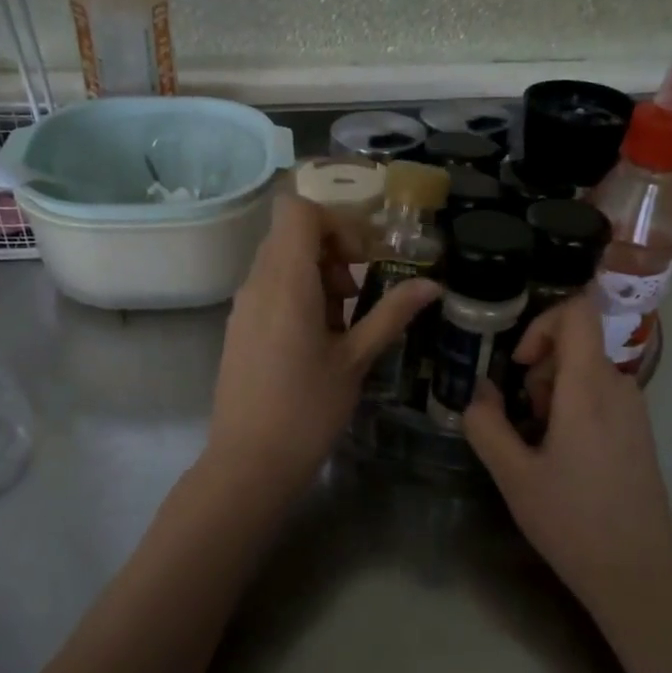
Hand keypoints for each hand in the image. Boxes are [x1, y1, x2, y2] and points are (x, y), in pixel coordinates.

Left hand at [207, 194, 437, 492]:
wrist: (249, 462)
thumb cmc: (307, 410)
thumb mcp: (355, 360)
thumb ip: (391, 314)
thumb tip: (432, 285)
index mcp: (285, 281)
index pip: (298, 210)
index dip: (336, 222)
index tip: (362, 259)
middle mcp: (257, 283)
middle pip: (291, 233)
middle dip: (332, 251)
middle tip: (356, 294)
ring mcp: (243, 306)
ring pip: (280, 261)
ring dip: (317, 276)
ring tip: (341, 324)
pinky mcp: (239, 328)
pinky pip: (269, 289)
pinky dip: (298, 296)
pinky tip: (317, 342)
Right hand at [462, 294, 671, 605]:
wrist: (636, 572)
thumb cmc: (571, 521)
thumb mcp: (514, 476)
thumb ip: (486, 425)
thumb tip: (478, 390)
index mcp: (588, 390)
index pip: (577, 313)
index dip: (541, 324)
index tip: (519, 366)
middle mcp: (619, 387)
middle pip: (577, 343)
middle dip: (540, 369)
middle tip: (525, 419)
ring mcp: (635, 410)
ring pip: (587, 370)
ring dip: (555, 392)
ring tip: (541, 443)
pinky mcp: (640, 431)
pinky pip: (602, 394)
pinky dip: (575, 406)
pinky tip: (565, 456)